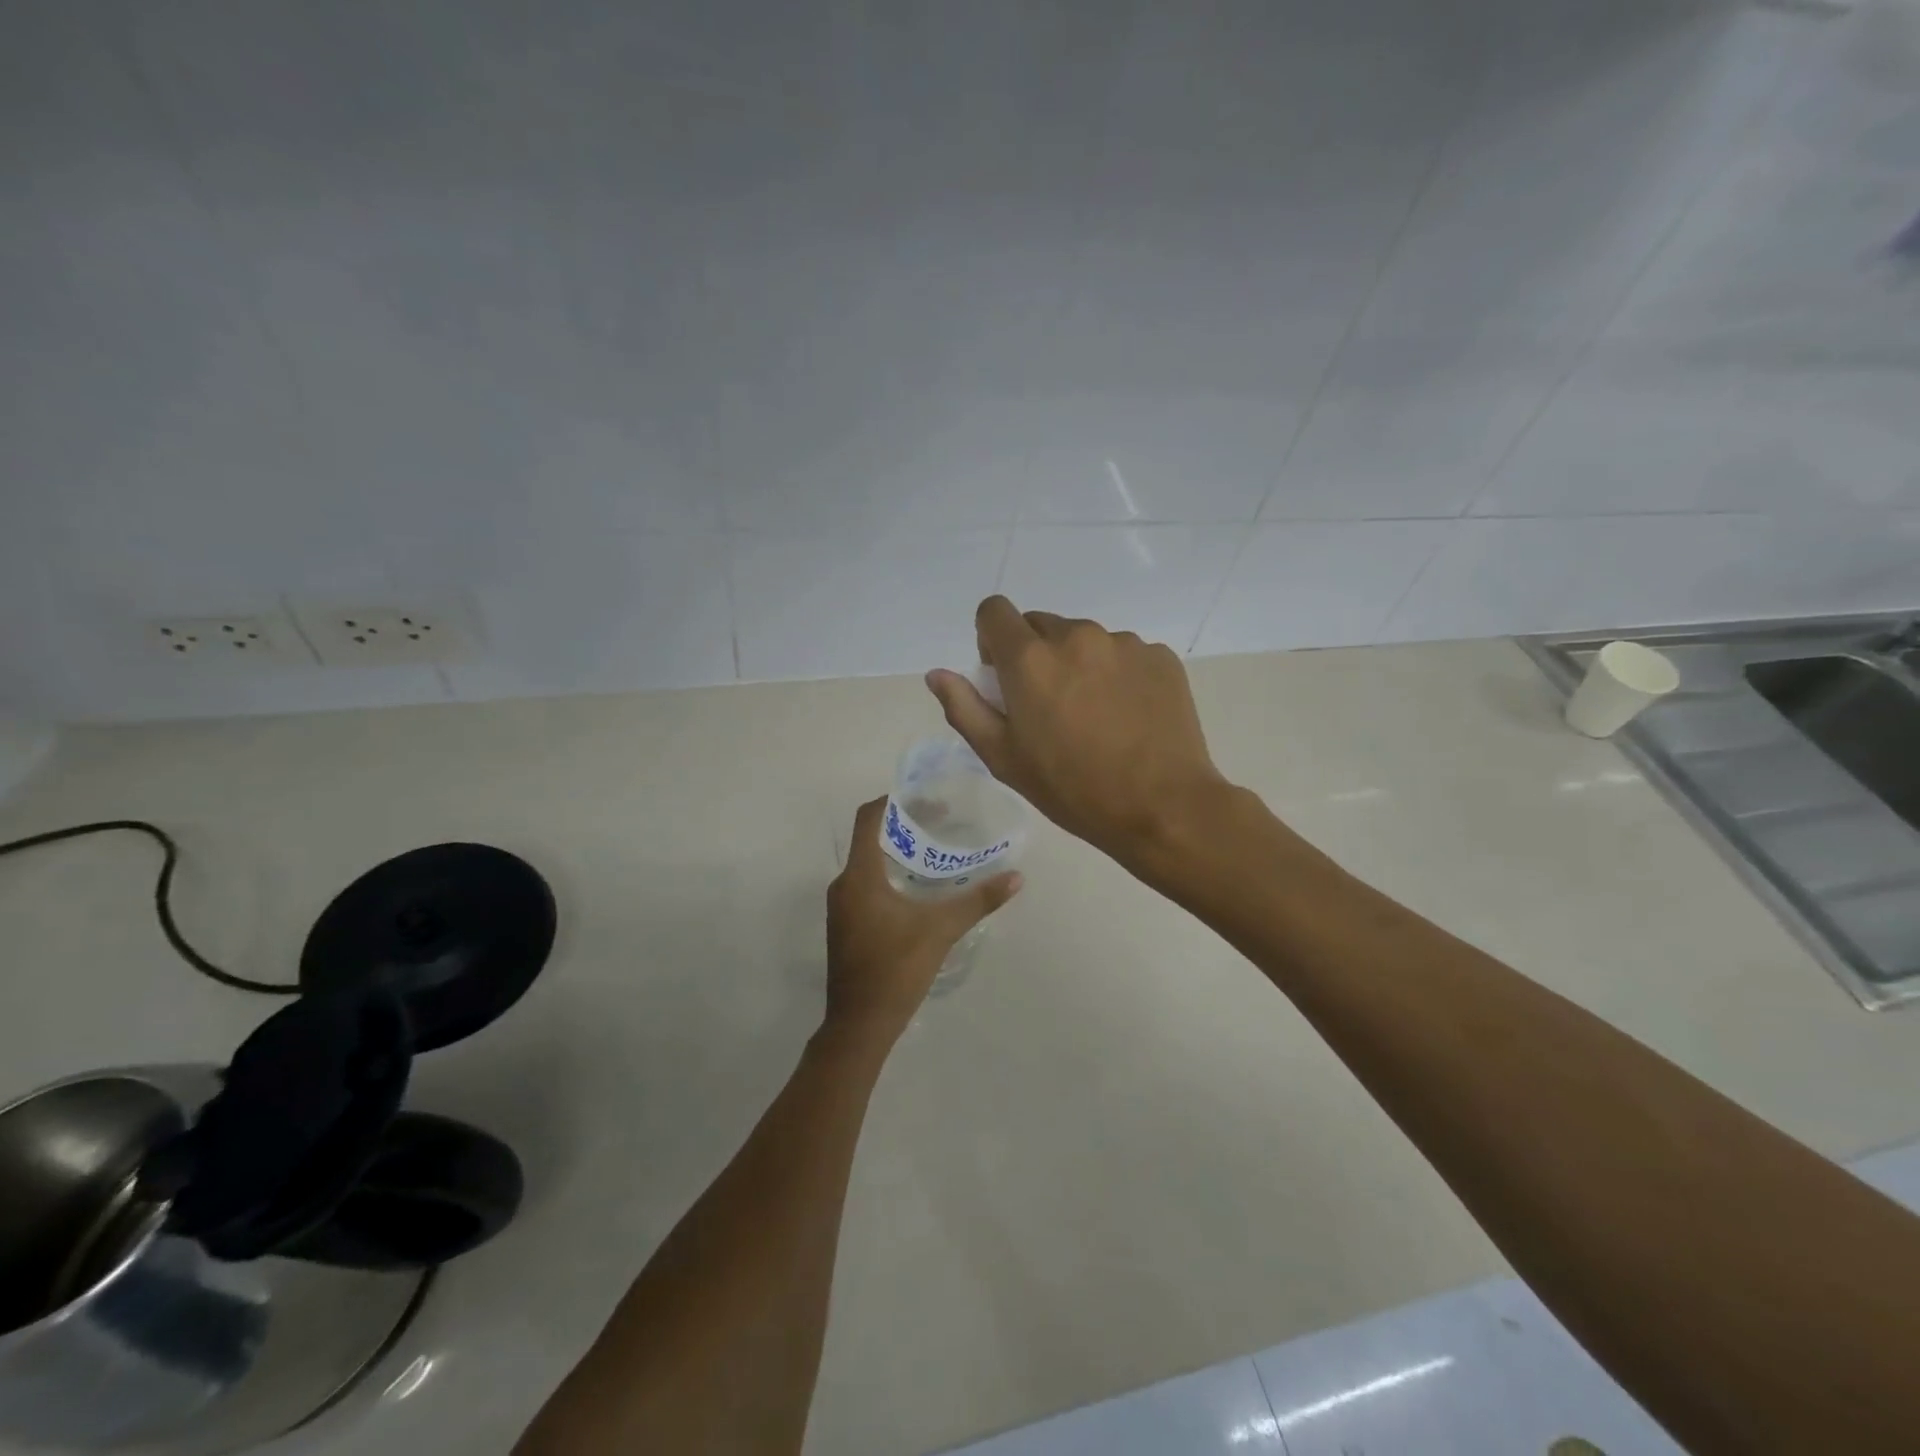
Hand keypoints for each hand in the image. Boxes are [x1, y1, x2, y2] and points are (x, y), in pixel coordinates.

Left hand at [824, 797, 1021, 1041]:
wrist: (860, 1024)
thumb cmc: (896, 969)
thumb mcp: (941, 930)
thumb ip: (978, 900)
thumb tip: (1016, 877)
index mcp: (859, 876)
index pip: (868, 818)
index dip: (894, 801)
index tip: (927, 798)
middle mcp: (844, 884)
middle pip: (870, 838)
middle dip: (904, 826)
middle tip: (942, 822)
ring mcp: (842, 907)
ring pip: (868, 863)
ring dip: (898, 852)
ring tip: (934, 851)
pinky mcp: (846, 925)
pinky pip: (866, 884)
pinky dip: (890, 874)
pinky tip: (918, 888)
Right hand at [926, 597, 1229, 868]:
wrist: (1162, 807)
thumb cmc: (1072, 789)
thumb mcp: (1004, 758)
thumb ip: (965, 708)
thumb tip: (936, 673)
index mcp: (1030, 659)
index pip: (994, 611)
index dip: (991, 639)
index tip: (1003, 676)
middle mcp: (1076, 636)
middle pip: (1040, 625)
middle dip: (1034, 655)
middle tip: (1049, 706)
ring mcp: (1124, 643)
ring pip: (1085, 639)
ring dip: (1078, 664)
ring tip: (1095, 716)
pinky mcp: (1160, 656)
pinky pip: (1124, 653)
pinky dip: (1117, 674)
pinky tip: (1128, 716)